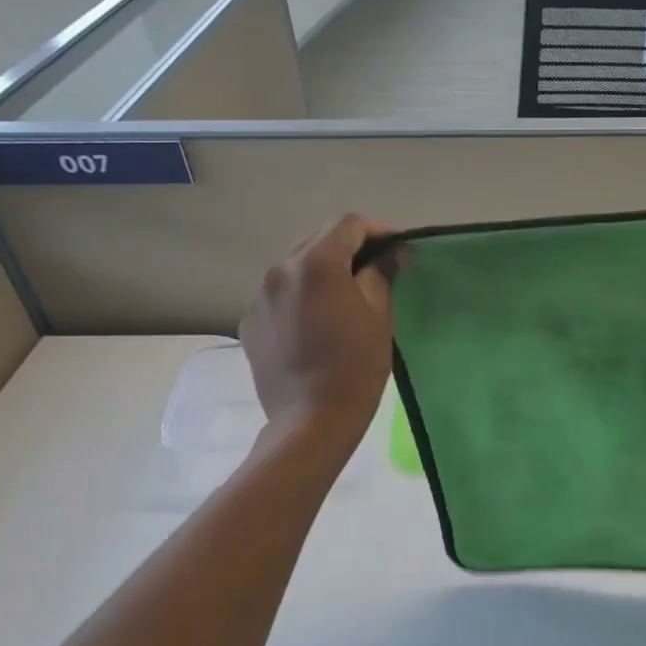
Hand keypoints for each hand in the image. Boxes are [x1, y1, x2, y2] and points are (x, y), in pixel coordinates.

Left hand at [239, 214, 397, 448]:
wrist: (311, 420)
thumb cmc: (355, 366)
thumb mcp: (379, 317)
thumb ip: (382, 274)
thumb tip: (393, 252)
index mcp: (316, 264)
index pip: (348, 224)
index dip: (376, 230)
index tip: (396, 248)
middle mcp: (280, 269)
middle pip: (318, 241)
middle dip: (348, 249)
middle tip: (374, 271)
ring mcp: (259, 296)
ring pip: (295, 267)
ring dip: (322, 272)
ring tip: (343, 297)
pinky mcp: (250, 322)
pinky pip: (279, 294)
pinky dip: (300, 296)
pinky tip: (316, 322)